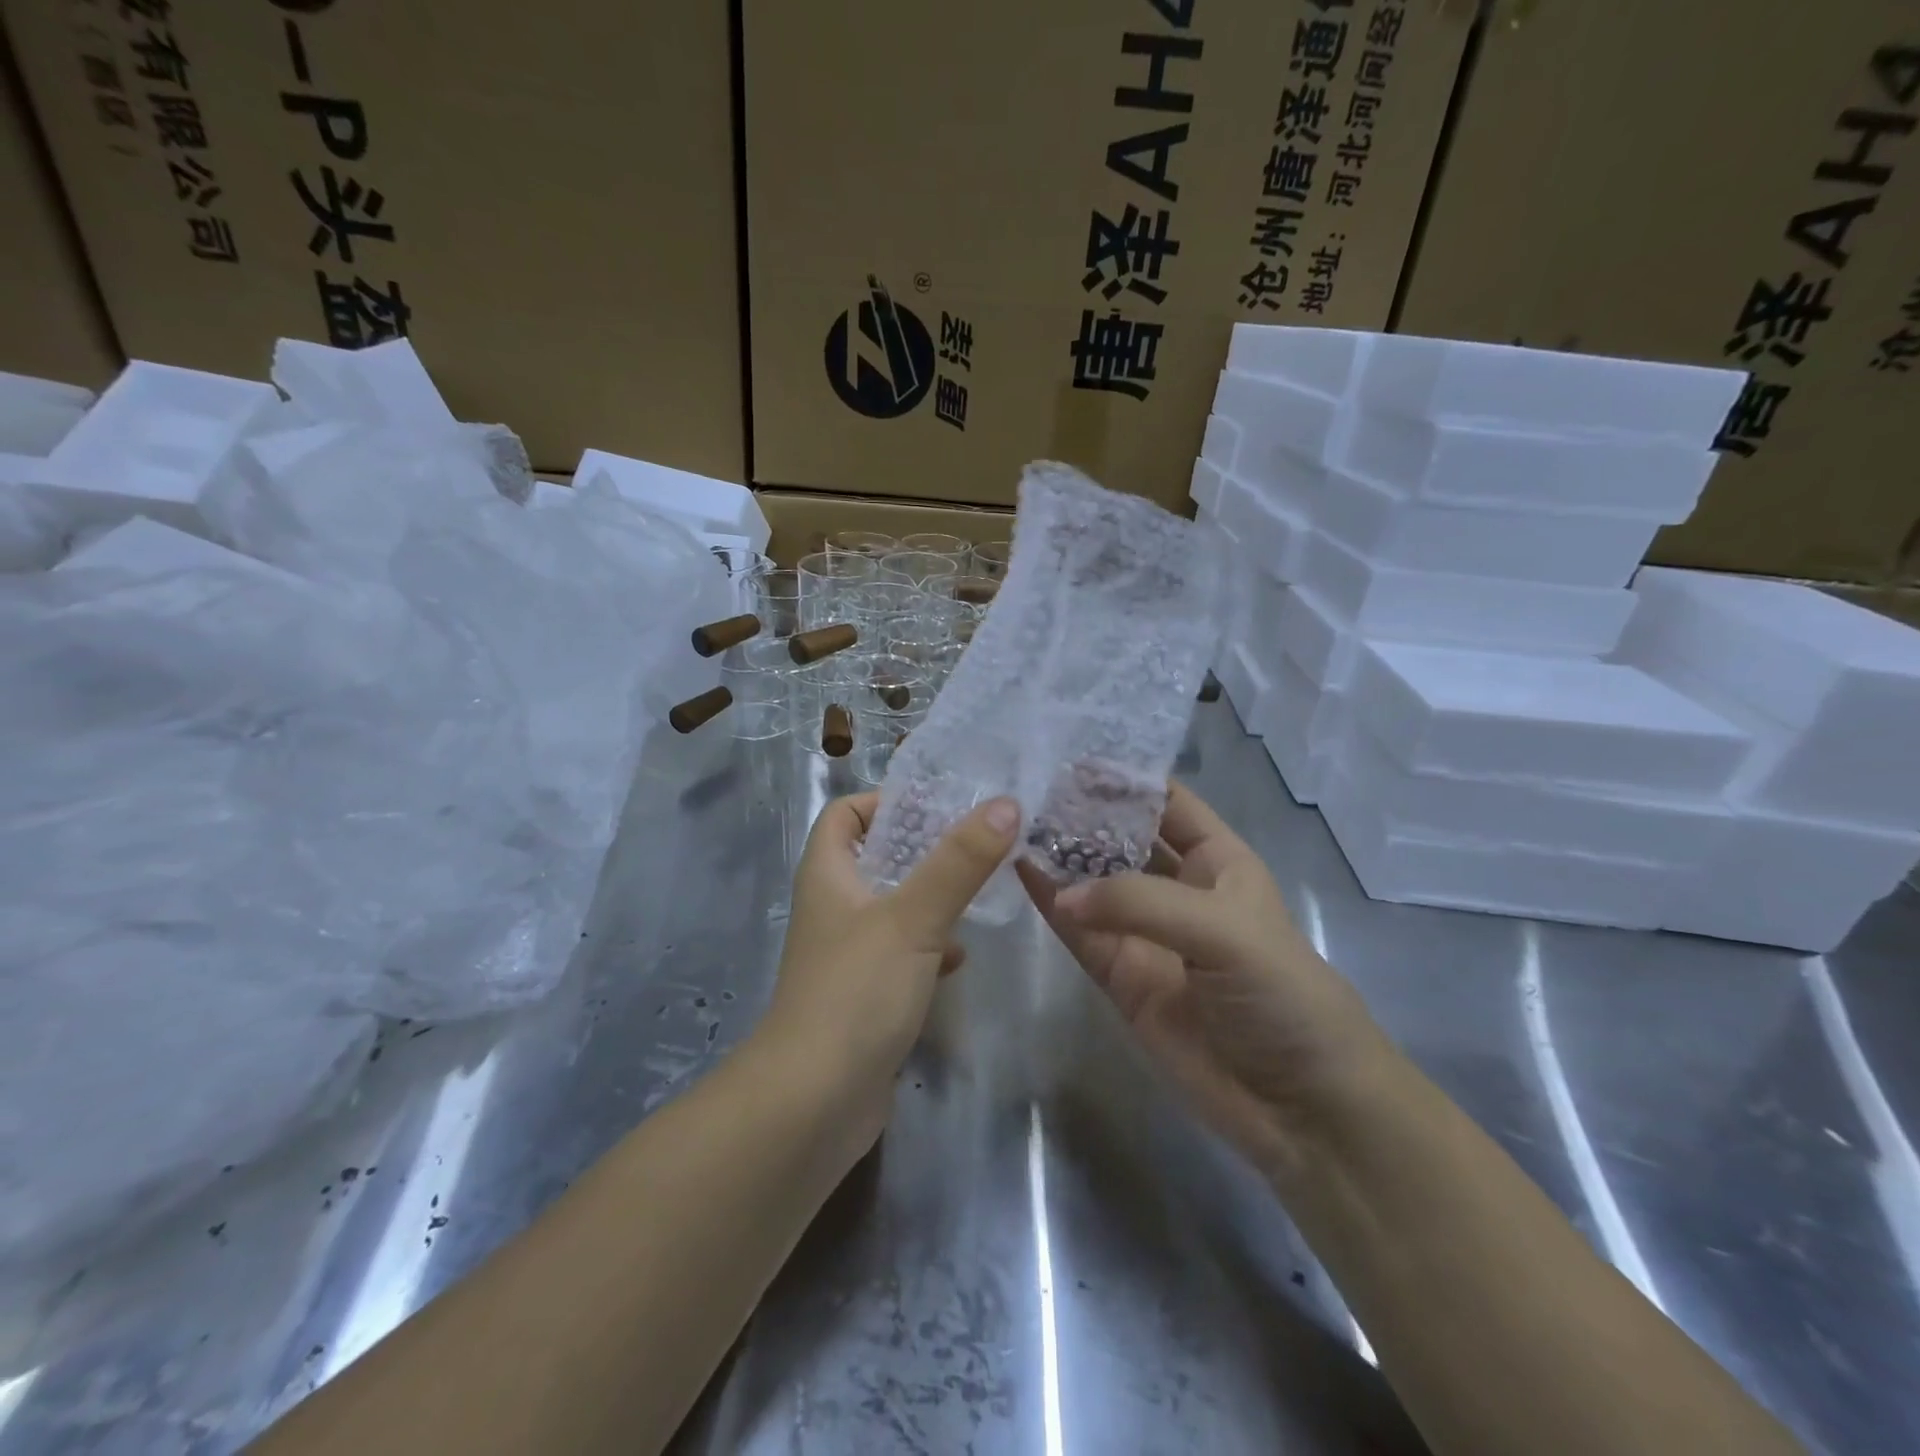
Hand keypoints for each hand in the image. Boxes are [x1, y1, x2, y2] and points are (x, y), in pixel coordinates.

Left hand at [762, 792, 1019, 1148]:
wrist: (814, 1102)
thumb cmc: (855, 992)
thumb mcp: (913, 918)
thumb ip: (959, 862)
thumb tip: (1004, 804)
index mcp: (828, 875)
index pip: (845, 814)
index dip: (883, 800)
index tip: (937, 804)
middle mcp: (833, 907)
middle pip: (876, 857)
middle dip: (923, 848)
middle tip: (976, 842)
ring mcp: (847, 954)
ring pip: (894, 907)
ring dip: (932, 898)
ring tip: (980, 891)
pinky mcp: (865, 994)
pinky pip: (902, 954)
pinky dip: (931, 948)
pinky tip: (960, 959)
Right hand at [1017, 782, 1387, 1179]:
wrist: (1302, 1107)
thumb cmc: (1283, 996)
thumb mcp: (1224, 930)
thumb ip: (1141, 903)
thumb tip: (1062, 894)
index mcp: (1220, 862)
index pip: (1168, 803)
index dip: (1126, 780)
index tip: (1072, 759)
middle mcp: (1180, 890)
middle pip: (1124, 839)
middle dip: (1085, 815)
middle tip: (1030, 788)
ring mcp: (1147, 934)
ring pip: (1095, 884)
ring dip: (1061, 856)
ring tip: (1014, 823)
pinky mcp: (1122, 977)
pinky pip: (1080, 933)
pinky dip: (1051, 904)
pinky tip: (1020, 872)